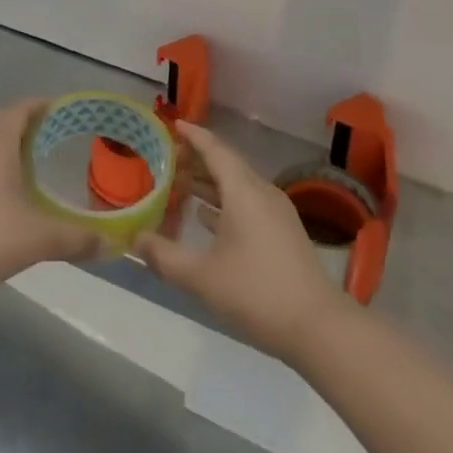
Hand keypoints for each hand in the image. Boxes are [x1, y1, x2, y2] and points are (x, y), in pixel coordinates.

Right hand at [137, 120, 348, 360]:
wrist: (318, 328)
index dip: (194, 136)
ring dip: (209, 183)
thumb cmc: (255, 292)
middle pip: (227, 166)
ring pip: (237, 187)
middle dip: (197, 159)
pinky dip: (223, 204)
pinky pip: (247, 205)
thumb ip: (163, 256)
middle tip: (166, 157)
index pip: (216, 150)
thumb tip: (134, 239)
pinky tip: (204, 217)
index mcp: (244, 192)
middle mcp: (262, 194)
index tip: (174, 124)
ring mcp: (276, 215)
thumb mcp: (200, 277)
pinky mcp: (282, 235)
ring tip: (178, 183)